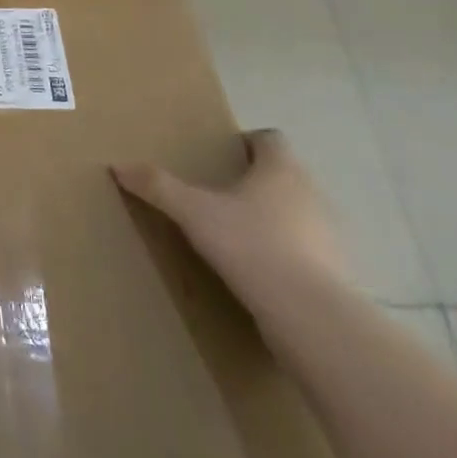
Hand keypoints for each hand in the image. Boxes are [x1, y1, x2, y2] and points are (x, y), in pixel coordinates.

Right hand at [111, 129, 347, 311]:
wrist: (312, 318)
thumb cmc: (252, 246)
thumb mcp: (193, 213)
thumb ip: (158, 187)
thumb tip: (118, 166)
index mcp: (282, 170)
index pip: (271, 139)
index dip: (248, 143)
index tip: (222, 157)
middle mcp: (313, 195)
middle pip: (285, 176)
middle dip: (256, 182)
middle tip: (220, 195)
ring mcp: (332, 237)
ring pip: (299, 214)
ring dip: (275, 220)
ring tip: (238, 236)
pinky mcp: (339, 275)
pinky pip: (309, 253)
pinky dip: (288, 256)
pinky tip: (262, 273)